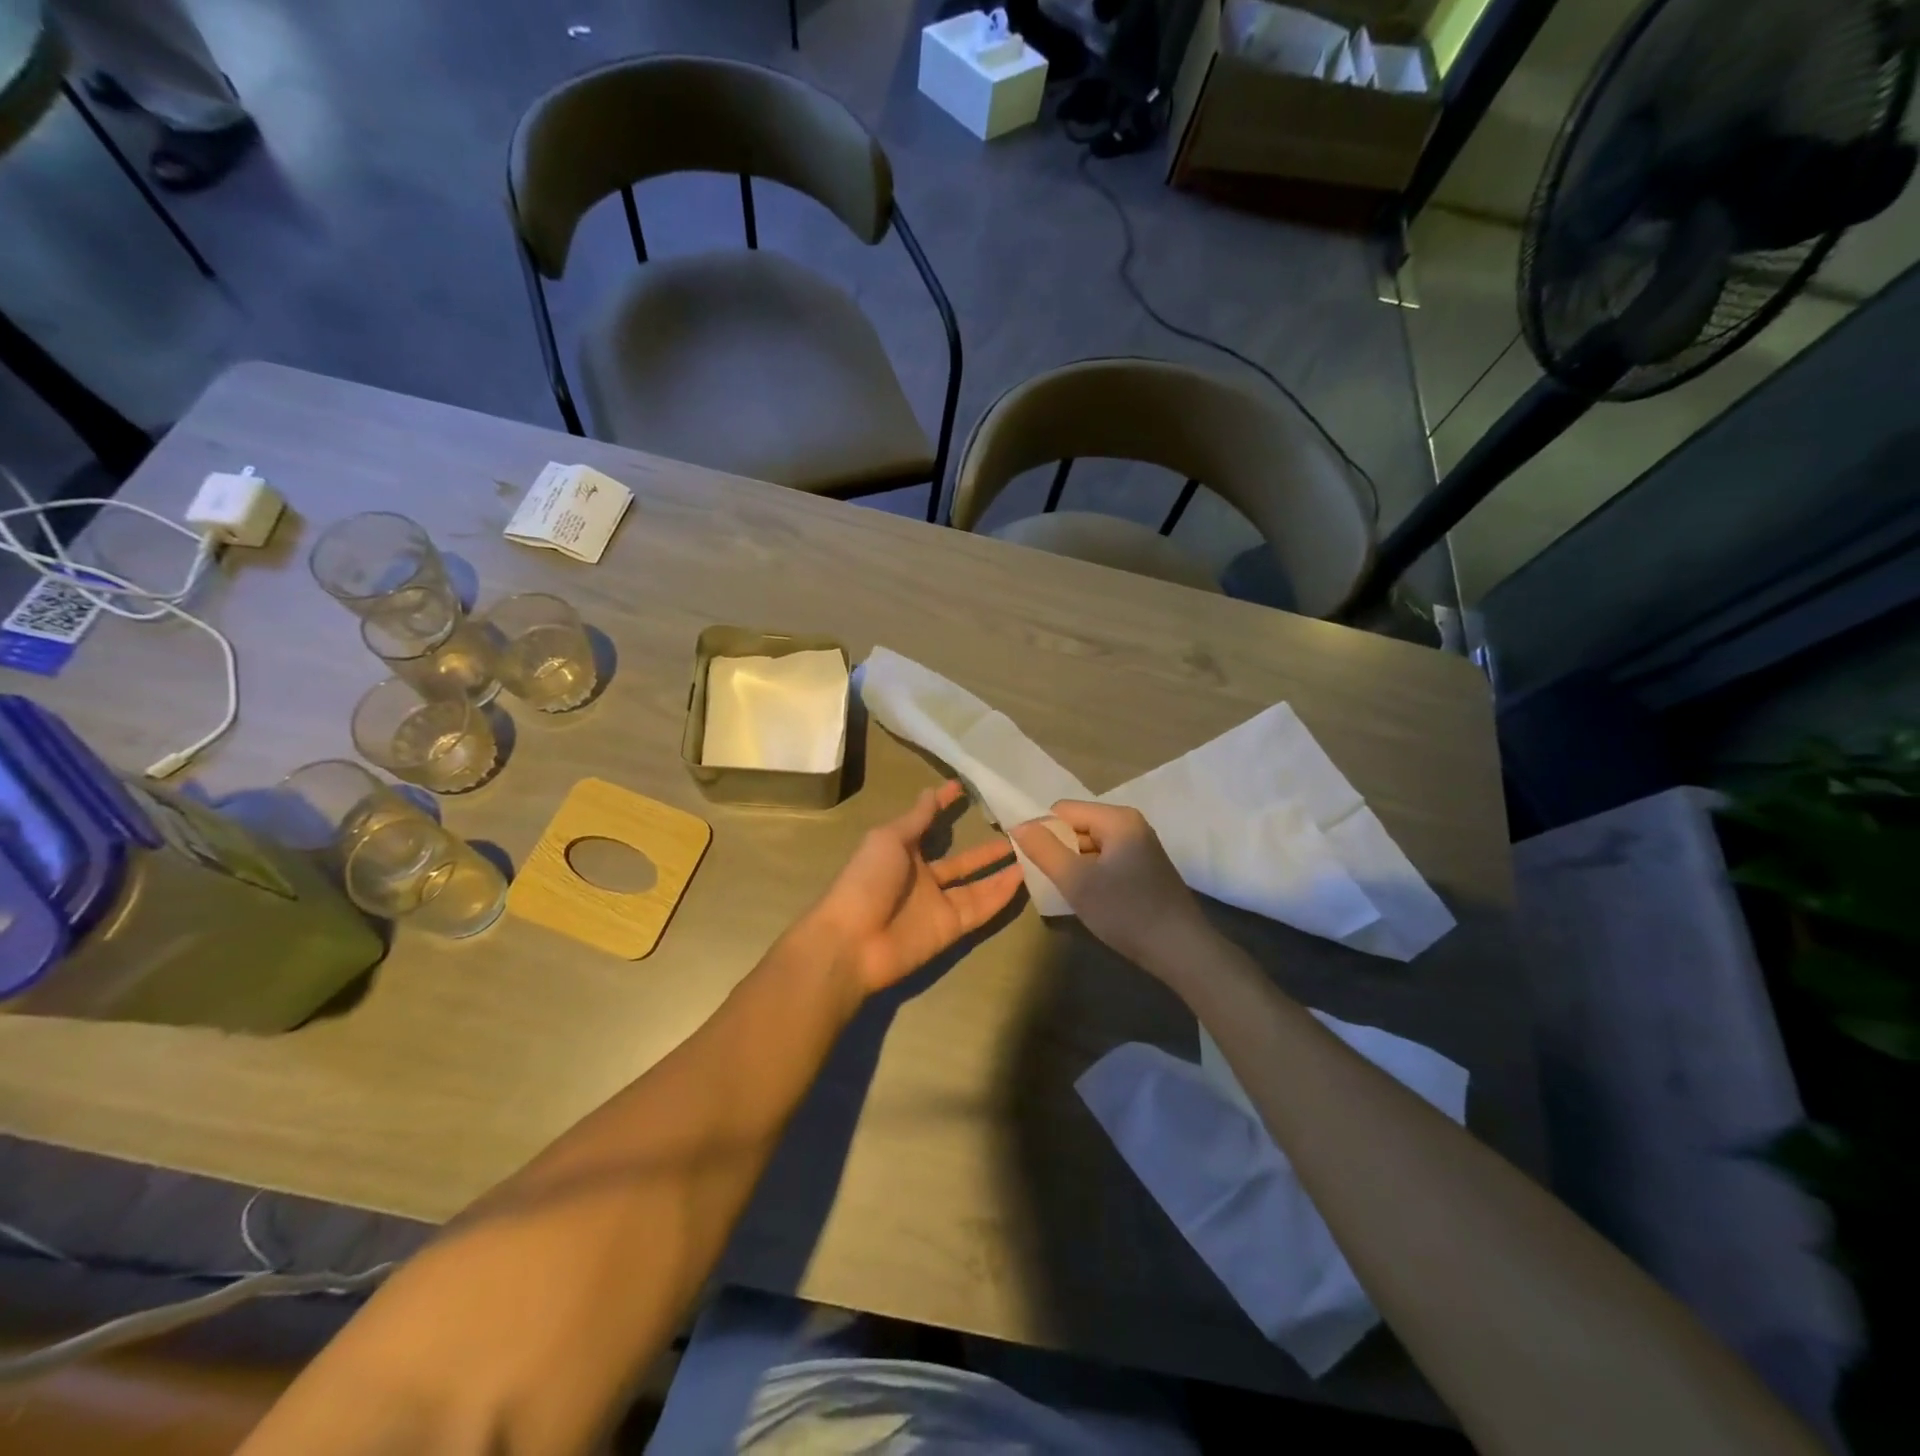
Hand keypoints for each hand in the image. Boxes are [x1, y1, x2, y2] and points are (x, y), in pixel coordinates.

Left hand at [808, 780, 1023, 996]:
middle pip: (963, 862)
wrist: (854, 940)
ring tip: (1031, 853)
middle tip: (1018, 833)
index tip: (967, 789)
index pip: (930, 826)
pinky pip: (981, 908)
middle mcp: (924, 878)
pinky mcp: (952, 928)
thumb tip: (932, 790)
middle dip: (987, 849)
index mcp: (904, 853)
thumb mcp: (889, 839)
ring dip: (1001, 871)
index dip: (945, 808)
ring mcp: (939, 904)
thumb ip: (916, 818)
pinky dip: (1001, 895)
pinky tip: (1024, 877)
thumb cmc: (867, 880)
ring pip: (978, 885)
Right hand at [1012, 801, 1211, 971]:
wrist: (1182, 951)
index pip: (1062, 810)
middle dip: (1060, 849)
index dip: (1043, 832)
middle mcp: (1131, 824)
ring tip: (1071, 893)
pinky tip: (1092, 899)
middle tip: (1052, 882)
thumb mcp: (1077, 882)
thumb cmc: (1127, 912)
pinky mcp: (1145, 868)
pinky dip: (1093, 874)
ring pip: (1091, 845)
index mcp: (1117, 819)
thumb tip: (1019, 825)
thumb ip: (1045, 850)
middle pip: (1078, 825)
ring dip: (1076, 865)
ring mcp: (1141, 846)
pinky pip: (1107, 860)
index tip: (1034, 864)